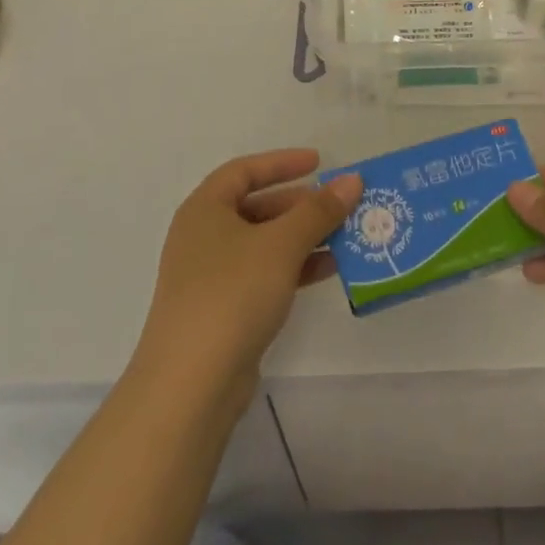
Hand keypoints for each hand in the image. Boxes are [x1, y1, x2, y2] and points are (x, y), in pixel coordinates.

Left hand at [135, 149, 360, 398]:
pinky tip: (329, 270)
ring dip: (303, 237)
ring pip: (264, 243)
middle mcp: (203, 236)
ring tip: (345, 236)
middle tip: (339, 205)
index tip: (320, 162)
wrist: (191, 382)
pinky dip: (294, 267)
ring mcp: (211, 275)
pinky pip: (264, 274)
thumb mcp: (281, 245)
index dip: (282, 163)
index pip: (244, 170)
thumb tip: (353, 180)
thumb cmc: (232, 293)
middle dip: (300, 204)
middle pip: (256, 207)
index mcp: (205, 209)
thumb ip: (319, 211)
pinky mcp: (224, 309)